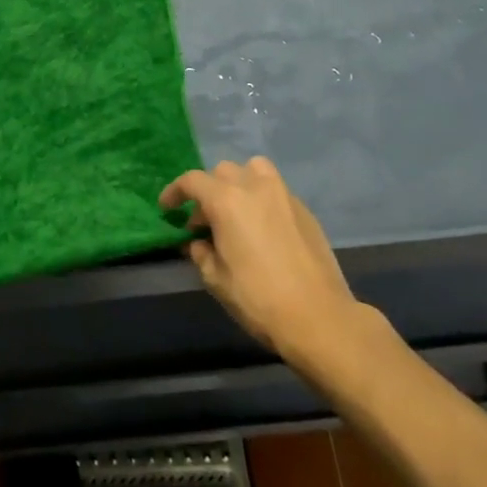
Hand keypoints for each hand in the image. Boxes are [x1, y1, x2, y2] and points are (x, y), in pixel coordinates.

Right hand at [162, 158, 375, 374]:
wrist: (318, 317)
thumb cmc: (258, 298)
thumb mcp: (216, 279)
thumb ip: (201, 253)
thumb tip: (199, 242)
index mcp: (226, 201)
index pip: (192, 181)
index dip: (175, 192)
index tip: (167, 208)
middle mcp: (255, 188)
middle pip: (223, 171)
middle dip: (208, 191)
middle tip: (204, 221)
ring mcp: (284, 196)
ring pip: (254, 170)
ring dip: (239, 183)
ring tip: (236, 212)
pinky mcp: (305, 210)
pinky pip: (276, 191)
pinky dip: (262, 199)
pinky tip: (263, 229)